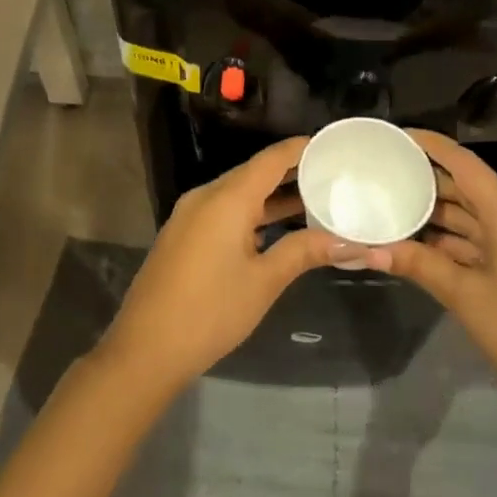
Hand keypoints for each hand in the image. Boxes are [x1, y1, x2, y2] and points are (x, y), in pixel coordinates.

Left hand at [96, 135, 367, 393]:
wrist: (145, 351)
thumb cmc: (210, 311)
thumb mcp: (264, 281)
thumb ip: (305, 251)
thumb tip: (351, 242)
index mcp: (227, 198)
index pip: (271, 159)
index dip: (301, 149)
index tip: (332, 146)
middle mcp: (206, 197)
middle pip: (254, 173)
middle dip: (292, 173)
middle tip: (332, 174)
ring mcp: (191, 216)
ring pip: (239, 194)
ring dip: (273, 196)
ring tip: (314, 199)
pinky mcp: (184, 236)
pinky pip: (225, 211)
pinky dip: (253, 213)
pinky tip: (277, 228)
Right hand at [365, 130, 496, 432]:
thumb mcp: (464, 296)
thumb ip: (418, 265)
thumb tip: (369, 249)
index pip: (465, 165)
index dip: (432, 146)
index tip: (398, 137)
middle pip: (466, 188)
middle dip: (426, 181)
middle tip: (382, 174)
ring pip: (471, 216)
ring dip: (435, 214)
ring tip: (390, 206)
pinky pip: (479, 238)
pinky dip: (451, 239)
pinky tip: (417, 242)